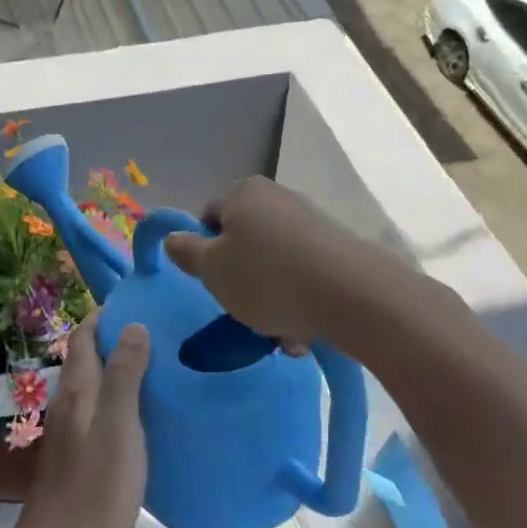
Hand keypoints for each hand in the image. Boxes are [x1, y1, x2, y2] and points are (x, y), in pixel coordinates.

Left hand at [12, 312, 149, 527]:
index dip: (105, 314)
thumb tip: (133, 324)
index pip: (85, 336)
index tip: (137, 301)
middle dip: (115, 336)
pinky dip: (117, 393)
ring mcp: (70, 427)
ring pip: (92, 382)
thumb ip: (125, 375)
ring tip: (156, 362)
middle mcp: (69, 400)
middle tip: (157, 328)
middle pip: (87, 356)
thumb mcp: (119, 426)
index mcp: (78, 389)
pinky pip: (97, 406)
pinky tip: (141, 408)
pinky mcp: (77, 450)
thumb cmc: (96, 485)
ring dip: (117, 365)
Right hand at [163, 177, 371, 348]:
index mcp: (243, 193)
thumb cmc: (267, 278)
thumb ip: (187, 252)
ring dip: (270, 301)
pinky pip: (303, 276)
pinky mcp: (338, 249)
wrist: (353, 295)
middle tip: (243, 311)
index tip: (214, 283)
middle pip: (243, 245)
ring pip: (274, 266)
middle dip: (241, 282)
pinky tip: (303, 332)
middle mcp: (277, 198)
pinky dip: (298, 302)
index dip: (205, 253)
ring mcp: (311, 222)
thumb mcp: (213, 270)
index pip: (208, 218)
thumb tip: (173, 238)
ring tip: (279, 334)